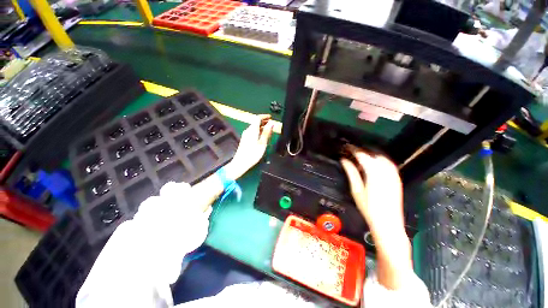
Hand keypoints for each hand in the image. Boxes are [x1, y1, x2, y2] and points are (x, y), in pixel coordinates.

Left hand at [225, 114, 273, 179]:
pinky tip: (262, 136)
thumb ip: (267, 133)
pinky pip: (252, 132)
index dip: (264, 116)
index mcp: (252, 130)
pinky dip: (258, 131)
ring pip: (254, 127)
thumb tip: (271, 124)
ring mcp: (246, 135)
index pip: (257, 118)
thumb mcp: (262, 143)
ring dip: (261, 126)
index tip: (270, 117)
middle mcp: (248, 131)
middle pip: (255, 122)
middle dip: (264, 121)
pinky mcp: (245, 139)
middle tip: (271, 123)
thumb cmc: (253, 154)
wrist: (241, 162)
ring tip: (269, 130)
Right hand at [339, 145, 403, 235]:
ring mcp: (393, 174)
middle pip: (373, 154)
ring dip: (372, 155)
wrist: (388, 224)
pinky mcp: (397, 179)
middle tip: (352, 152)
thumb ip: (351, 172)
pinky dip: (380, 160)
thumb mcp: (356, 190)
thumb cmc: (368, 208)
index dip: (354, 150)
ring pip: (382, 157)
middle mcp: (386, 170)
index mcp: (374, 173)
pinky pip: (389, 164)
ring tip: (361, 158)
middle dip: (362, 151)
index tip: (346, 147)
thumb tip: (344, 160)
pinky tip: (374, 165)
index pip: (362, 155)